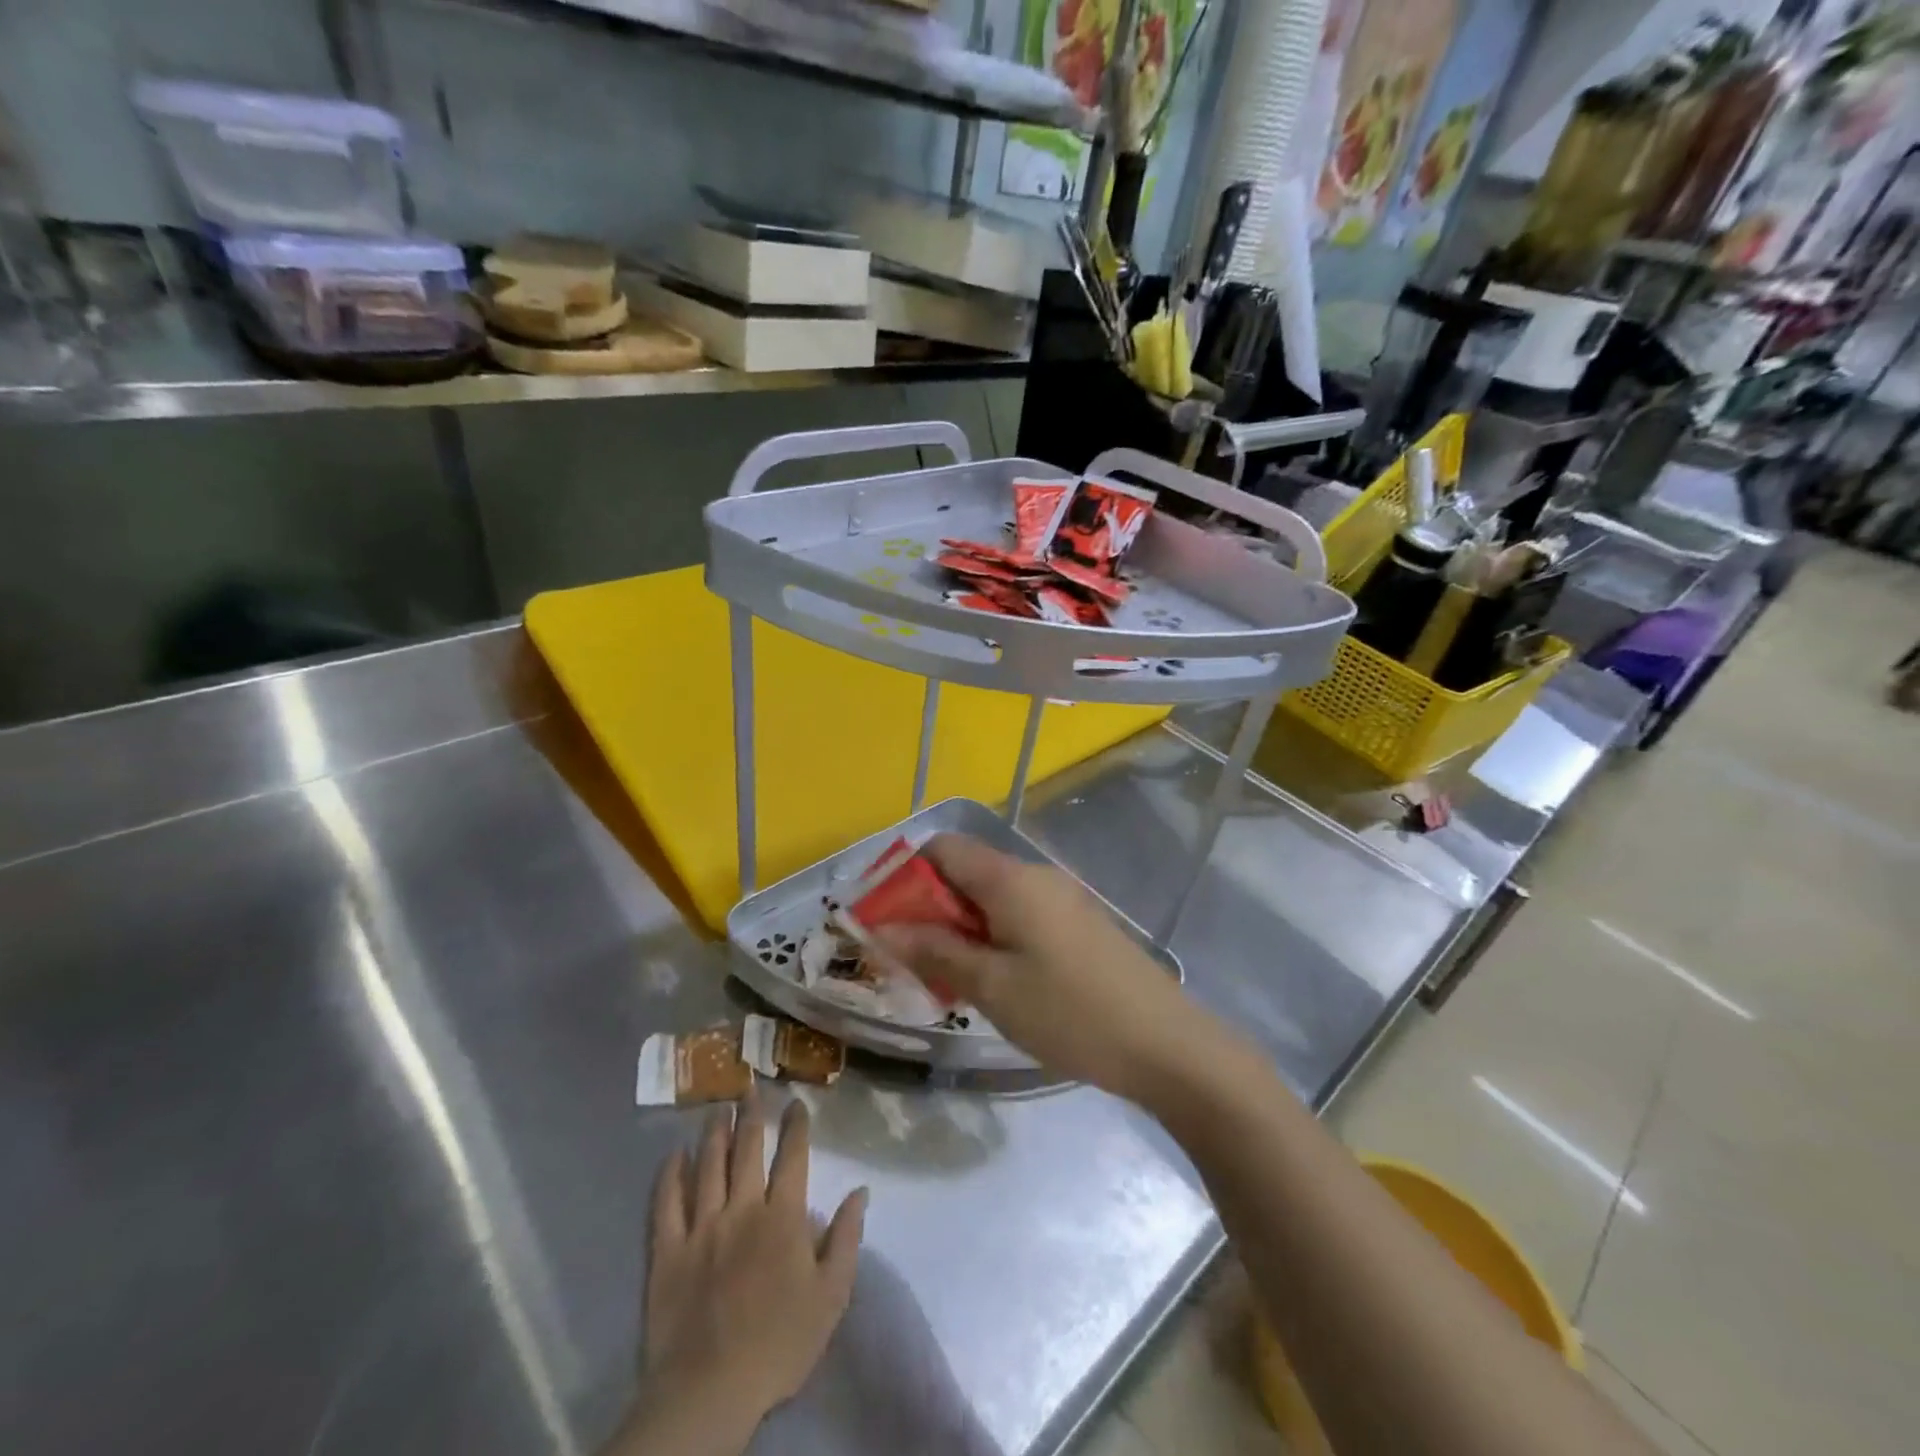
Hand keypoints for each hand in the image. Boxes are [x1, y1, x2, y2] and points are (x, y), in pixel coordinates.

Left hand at [634, 1094, 867, 1447]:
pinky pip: (666, 1203)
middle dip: (752, 1115)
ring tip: (717, 1109)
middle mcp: (743, 1208)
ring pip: (708, 1166)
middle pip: (747, 1149)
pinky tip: (673, 1155)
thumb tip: (861, 1190)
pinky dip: (669, 1175)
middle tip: (749, 1088)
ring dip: (714, 1133)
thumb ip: (847, 1238)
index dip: (796, 1126)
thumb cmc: (780, 1344)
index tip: (796, 1102)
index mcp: (783, 1216)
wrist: (711, 1391)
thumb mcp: (832, 1296)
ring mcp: (702, 1226)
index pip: (793, 1156)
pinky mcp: (668, 1250)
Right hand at [873, 834, 1215, 1100]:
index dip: (905, 875)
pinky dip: (992, 937)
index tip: (884, 921)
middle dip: (929, 909)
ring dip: (960, 928)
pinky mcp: (1078, 925)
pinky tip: (995, 982)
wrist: (1167, 1044)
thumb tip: (881, 928)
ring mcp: (1062, 899)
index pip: (942, 848)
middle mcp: (1036, 876)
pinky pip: (1019, 915)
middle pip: (965, 871)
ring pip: (991, 898)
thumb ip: (935, 951)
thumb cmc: (1070, 1012)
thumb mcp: (992, 986)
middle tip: (911, 961)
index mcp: (1010, 878)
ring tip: (948, 979)